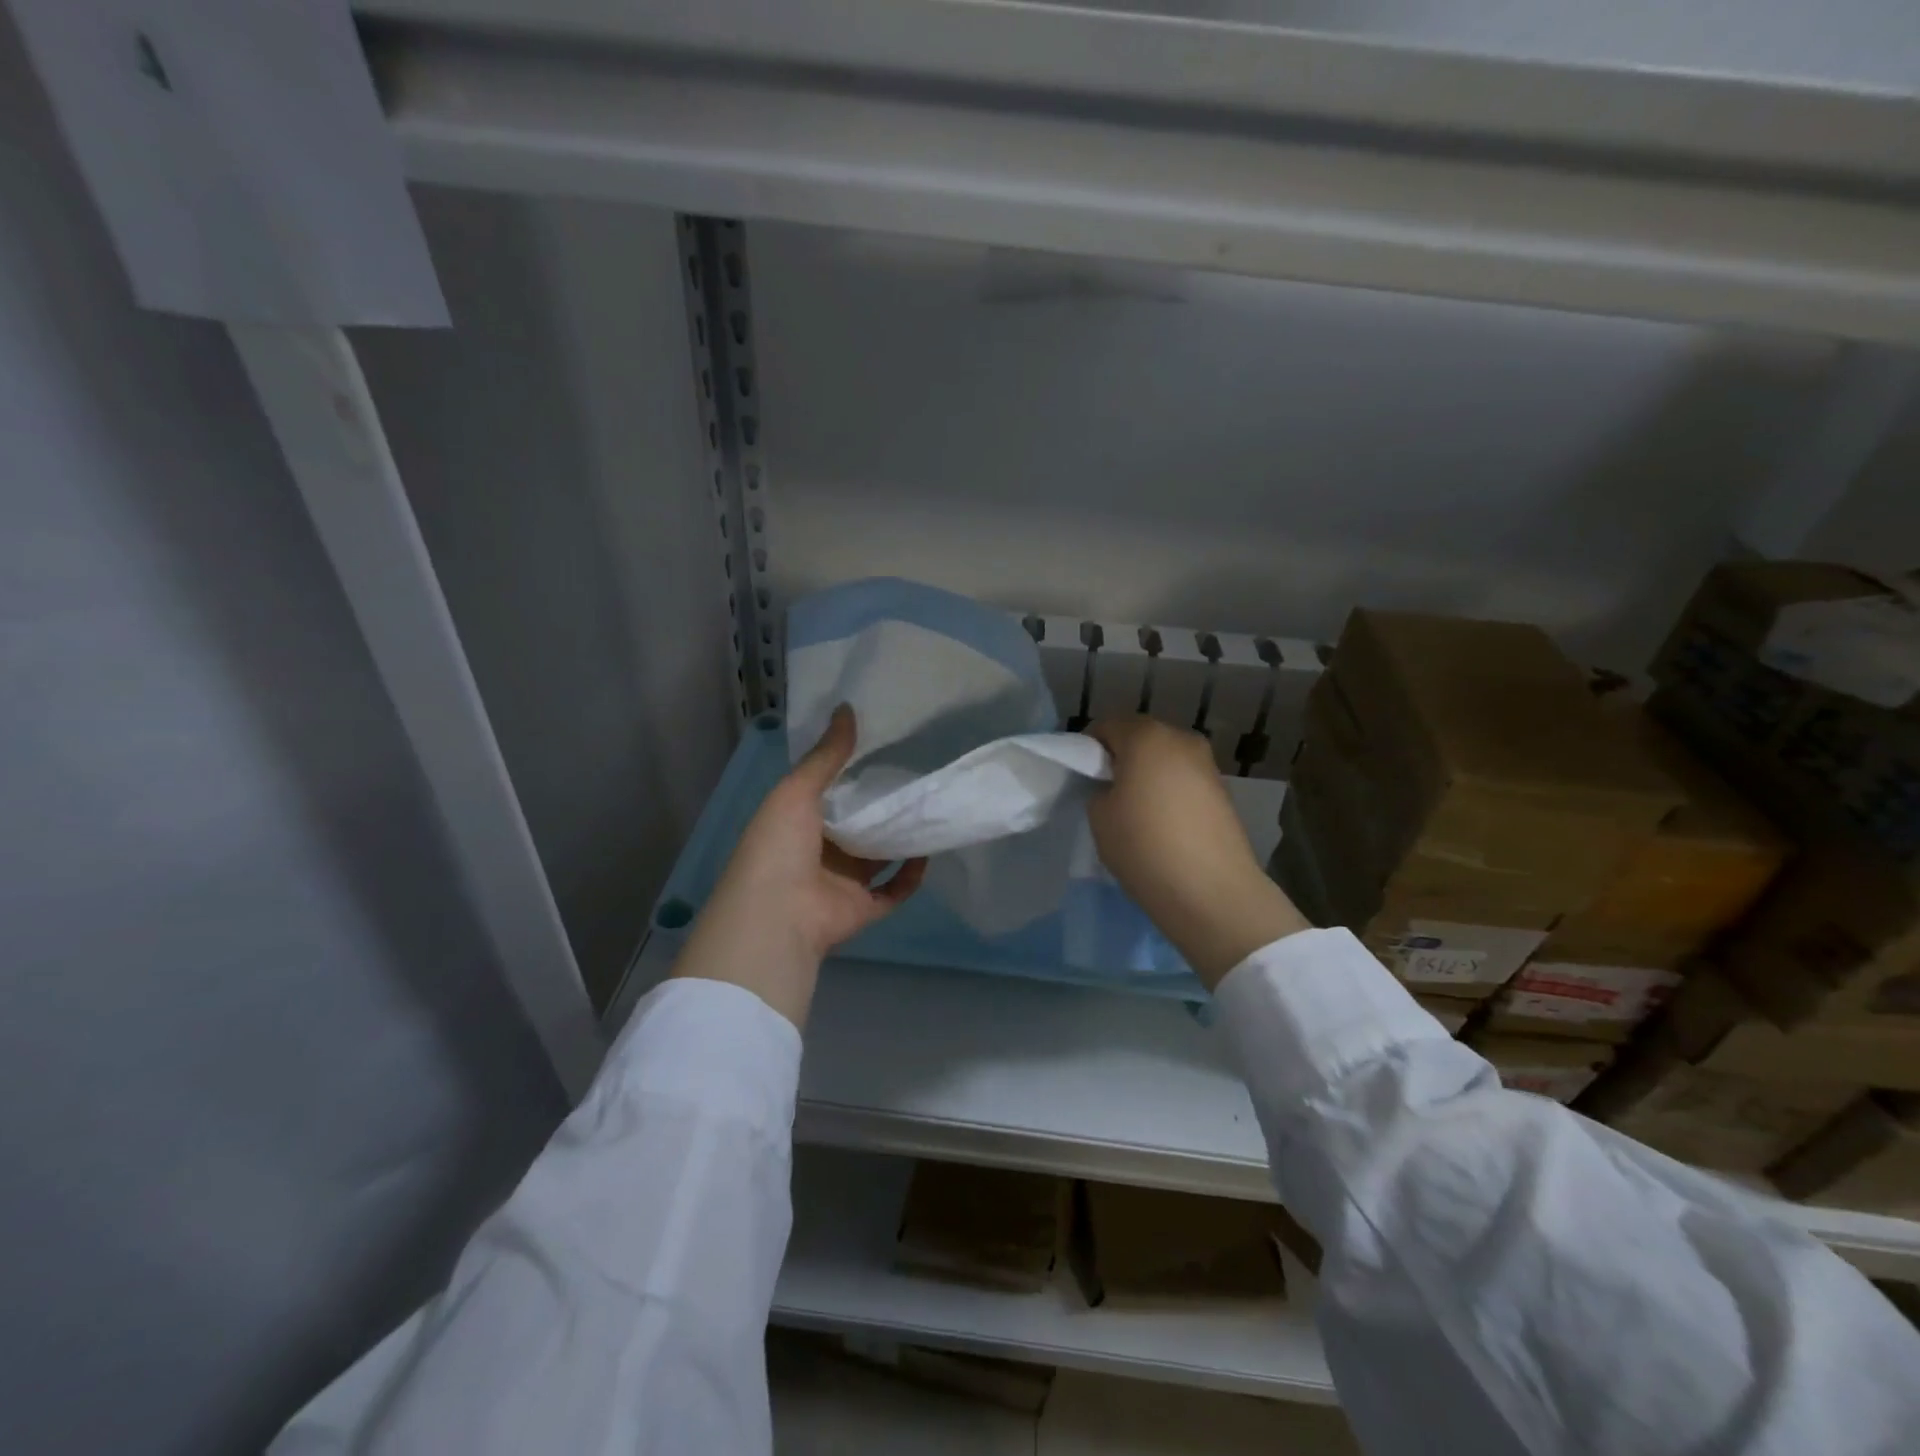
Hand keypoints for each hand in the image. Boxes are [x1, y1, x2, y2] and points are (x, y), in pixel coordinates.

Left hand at [672, 705, 926, 1027]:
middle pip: (858, 826)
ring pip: (879, 857)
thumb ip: (826, 755)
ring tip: (929, 806)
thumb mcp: (797, 790)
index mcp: (798, 823)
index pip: (829, 794)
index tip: (883, 749)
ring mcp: (843, 882)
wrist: (777, 914)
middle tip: (916, 774)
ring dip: (901, 838)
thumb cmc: (779, 845)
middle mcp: (821, 852)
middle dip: (882, 805)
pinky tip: (929, 849)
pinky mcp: (864, 907)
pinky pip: (895, 890)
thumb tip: (848, 707)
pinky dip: (912, 874)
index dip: (852, 774)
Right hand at [1086, 716, 1308, 988]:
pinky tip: (1164, 823)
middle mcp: (1181, 739)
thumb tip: (1115, 787)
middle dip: (1121, 758)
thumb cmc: (1144, 845)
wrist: (1211, 891)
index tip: (1084, 777)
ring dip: (1148, 774)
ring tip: (1137, 811)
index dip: (1090, 749)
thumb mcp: (1099, 816)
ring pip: (1165, 758)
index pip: (1107, 726)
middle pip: (1140, 737)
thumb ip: (1100, 789)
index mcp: (1146, 736)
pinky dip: (1170, 791)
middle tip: (1107, 792)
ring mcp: (1207, 764)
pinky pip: (1184, 779)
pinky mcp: (1223, 791)